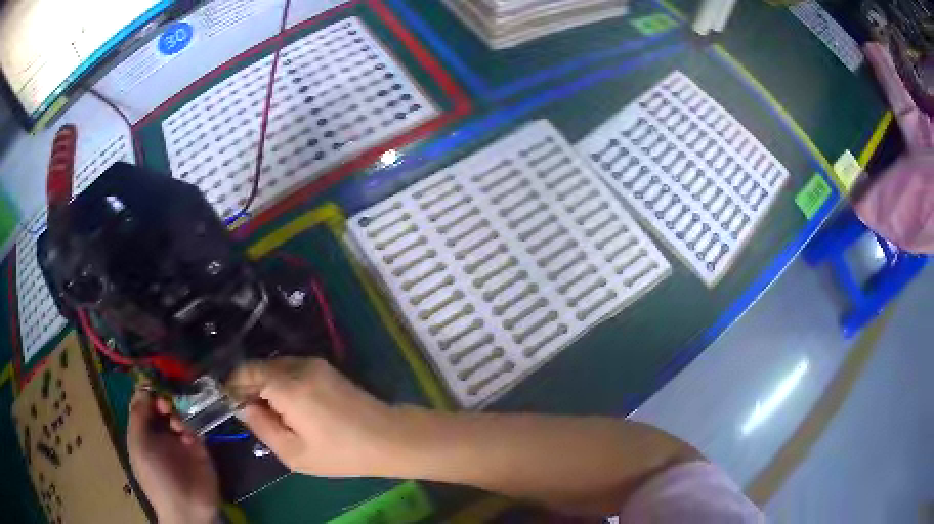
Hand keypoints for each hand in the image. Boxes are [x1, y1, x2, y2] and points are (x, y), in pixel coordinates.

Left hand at [127, 390, 219, 523]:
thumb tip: (143, 388)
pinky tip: (186, 435)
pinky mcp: (199, 451)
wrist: (186, 507)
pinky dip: (189, 428)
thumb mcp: (138, 445)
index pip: (143, 407)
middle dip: (162, 401)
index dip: (145, 394)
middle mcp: (160, 437)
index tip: (150, 385)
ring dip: (176, 414)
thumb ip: (138, 415)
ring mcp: (180, 444)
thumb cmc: (156, 477)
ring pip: (178, 417)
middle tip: (164, 404)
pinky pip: (194, 431)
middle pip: (160, 409)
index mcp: (143, 436)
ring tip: (175, 422)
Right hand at [229, 357, 401, 477]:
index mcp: (288, 385)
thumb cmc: (340, 452)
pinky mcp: (327, 368)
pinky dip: (282, 382)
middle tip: (253, 415)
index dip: (234, 386)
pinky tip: (291, 407)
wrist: (389, 438)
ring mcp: (316, 364)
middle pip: (260, 366)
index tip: (232, 405)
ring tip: (273, 415)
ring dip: (266, 384)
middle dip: (249, 386)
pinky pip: (293, 369)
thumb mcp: (294, 452)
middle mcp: (300, 365)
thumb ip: (262, 426)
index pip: (246, 371)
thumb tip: (242, 406)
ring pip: (276, 366)